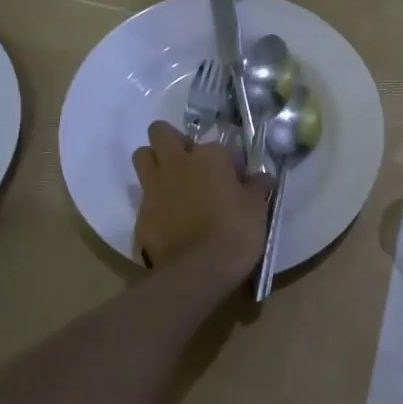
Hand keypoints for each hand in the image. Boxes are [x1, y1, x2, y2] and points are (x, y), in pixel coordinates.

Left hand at [132, 122, 268, 287]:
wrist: (199, 271)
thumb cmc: (236, 232)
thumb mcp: (257, 208)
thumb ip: (257, 186)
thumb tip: (262, 176)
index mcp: (209, 156)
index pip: (215, 144)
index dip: (224, 160)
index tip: (233, 177)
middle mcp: (176, 163)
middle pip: (160, 132)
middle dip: (171, 141)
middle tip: (188, 163)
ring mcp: (154, 187)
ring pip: (142, 157)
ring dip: (154, 163)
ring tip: (172, 183)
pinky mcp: (141, 214)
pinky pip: (143, 198)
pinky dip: (154, 204)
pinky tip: (168, 220)